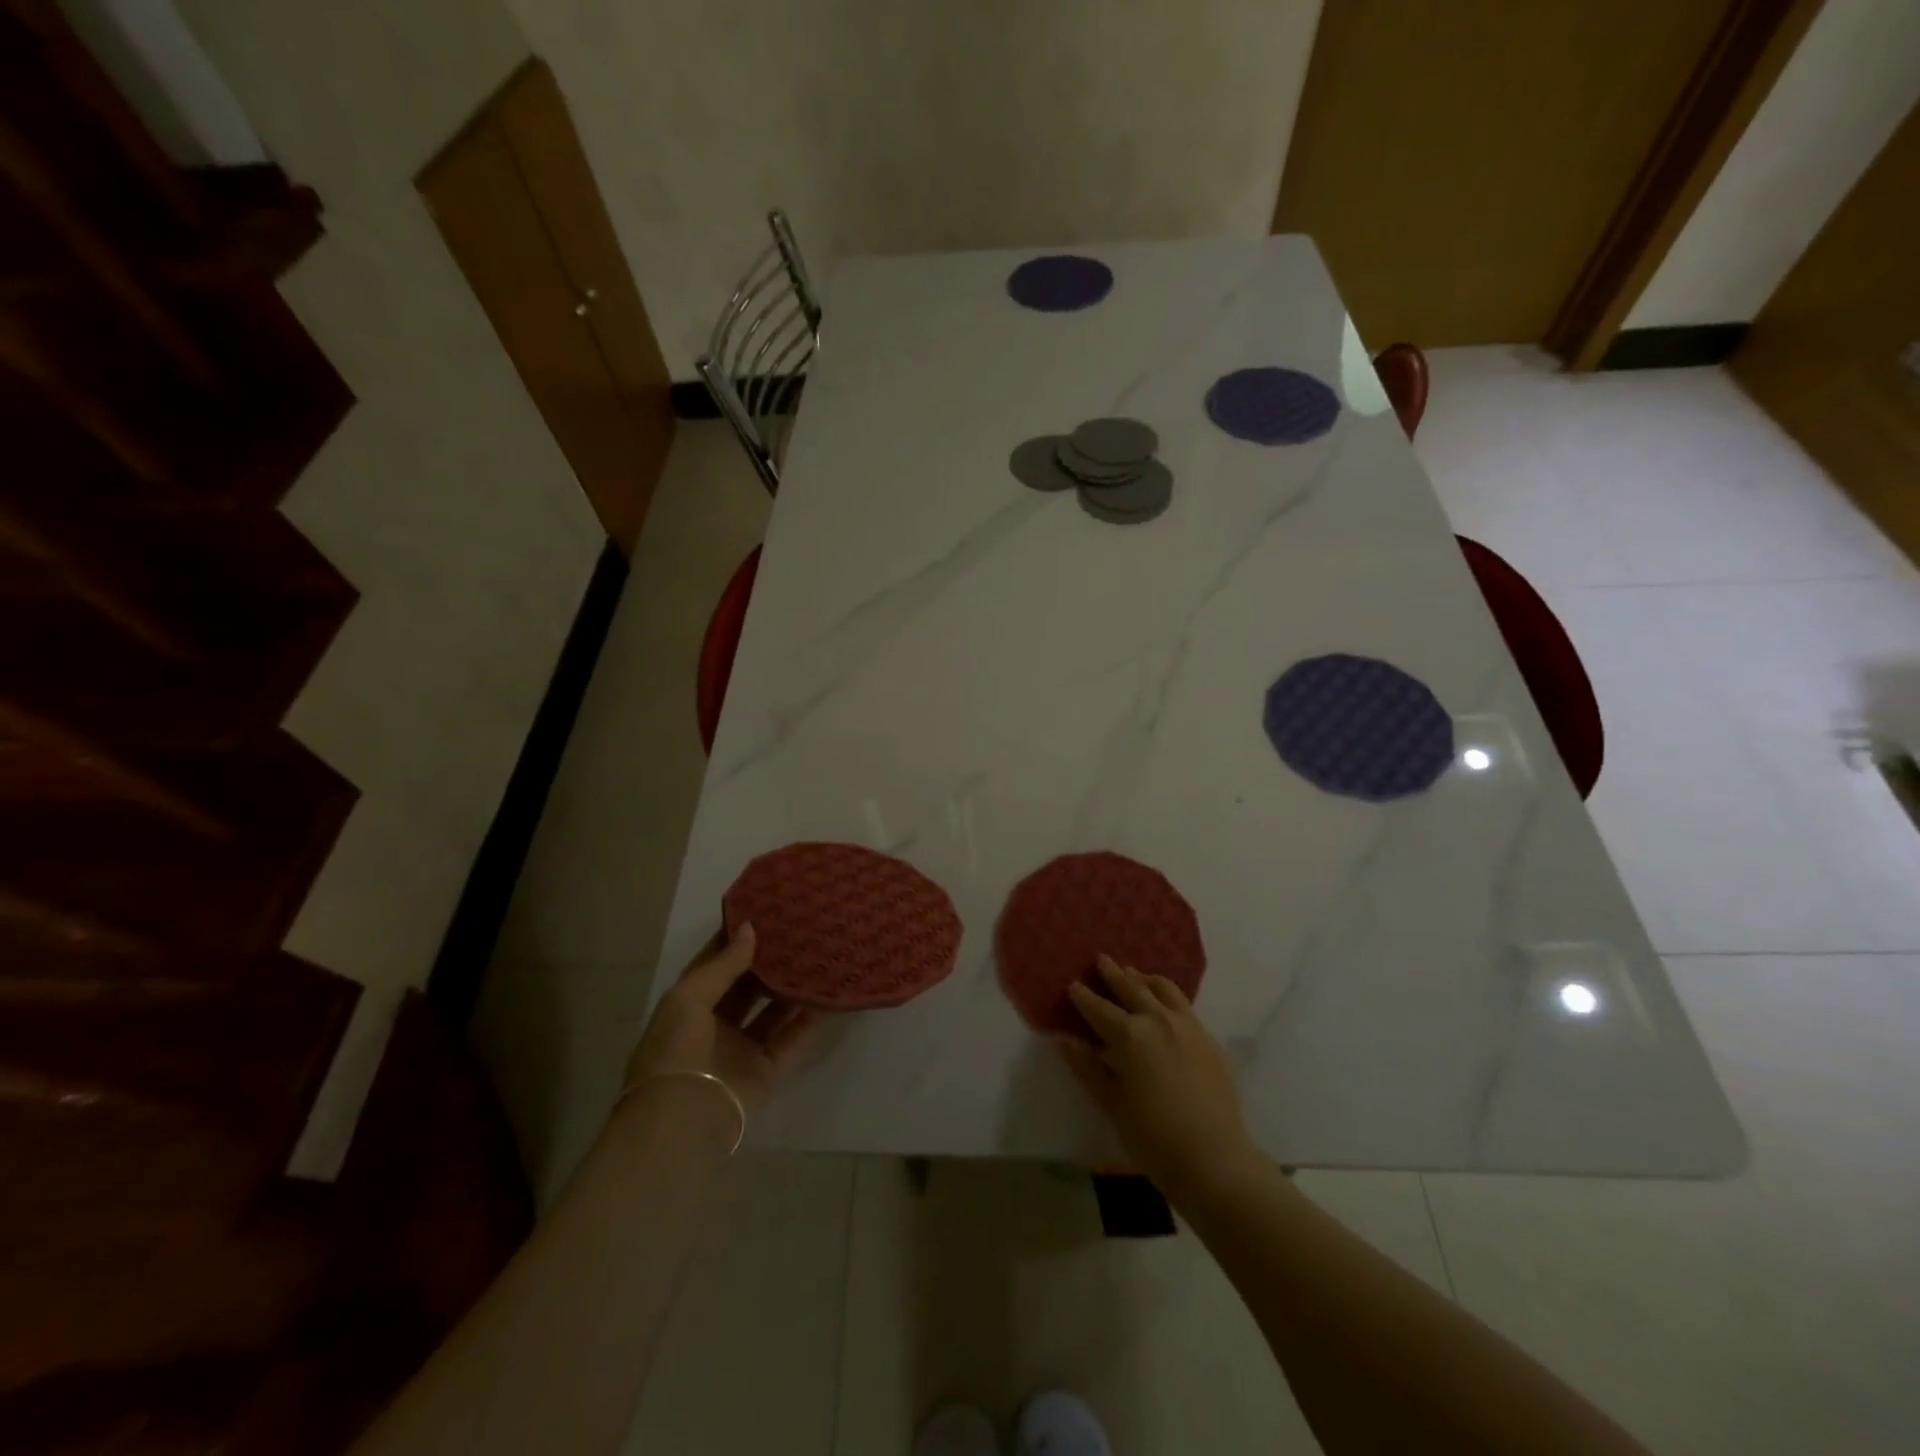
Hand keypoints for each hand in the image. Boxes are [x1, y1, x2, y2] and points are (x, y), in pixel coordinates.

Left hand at [623, 923, 821, 1113]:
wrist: (681, 1123)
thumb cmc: (675, 1051)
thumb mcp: (689, 998)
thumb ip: (724, 964)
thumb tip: (751, 929)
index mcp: (688, 1005)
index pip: (715, 963)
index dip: (736, 938)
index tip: (765, 910)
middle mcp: (716, 1024)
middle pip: (748, 985)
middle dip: (770, 960)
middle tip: (800, 930)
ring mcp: (743, 1048)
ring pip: (774, 1009)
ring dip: (793, 987)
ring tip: (820, 954)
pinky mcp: (767, 1070)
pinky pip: (793, 1039)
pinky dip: (810, 1019)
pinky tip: (829, 994)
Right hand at [1059, 955, 1257, 1197]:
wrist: (1214, 1159)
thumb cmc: (1152, 1137)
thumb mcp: (1110, 1104)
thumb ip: (1087, 1067)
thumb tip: (1065, 1039)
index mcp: (1129, 1035)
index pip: (1098, 1008)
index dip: (1082, 996)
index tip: (1072, 985)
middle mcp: (1158, 1020)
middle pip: (1131, 987)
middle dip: (1113, 974)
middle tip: (1101, 960)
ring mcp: (1188, 1026)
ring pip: (1163, 988)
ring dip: (1143, 978)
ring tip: (1133, 974)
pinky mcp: (1209, 1038)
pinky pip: (1184, 1005)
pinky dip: (1168, 995)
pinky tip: (1164, 1003)